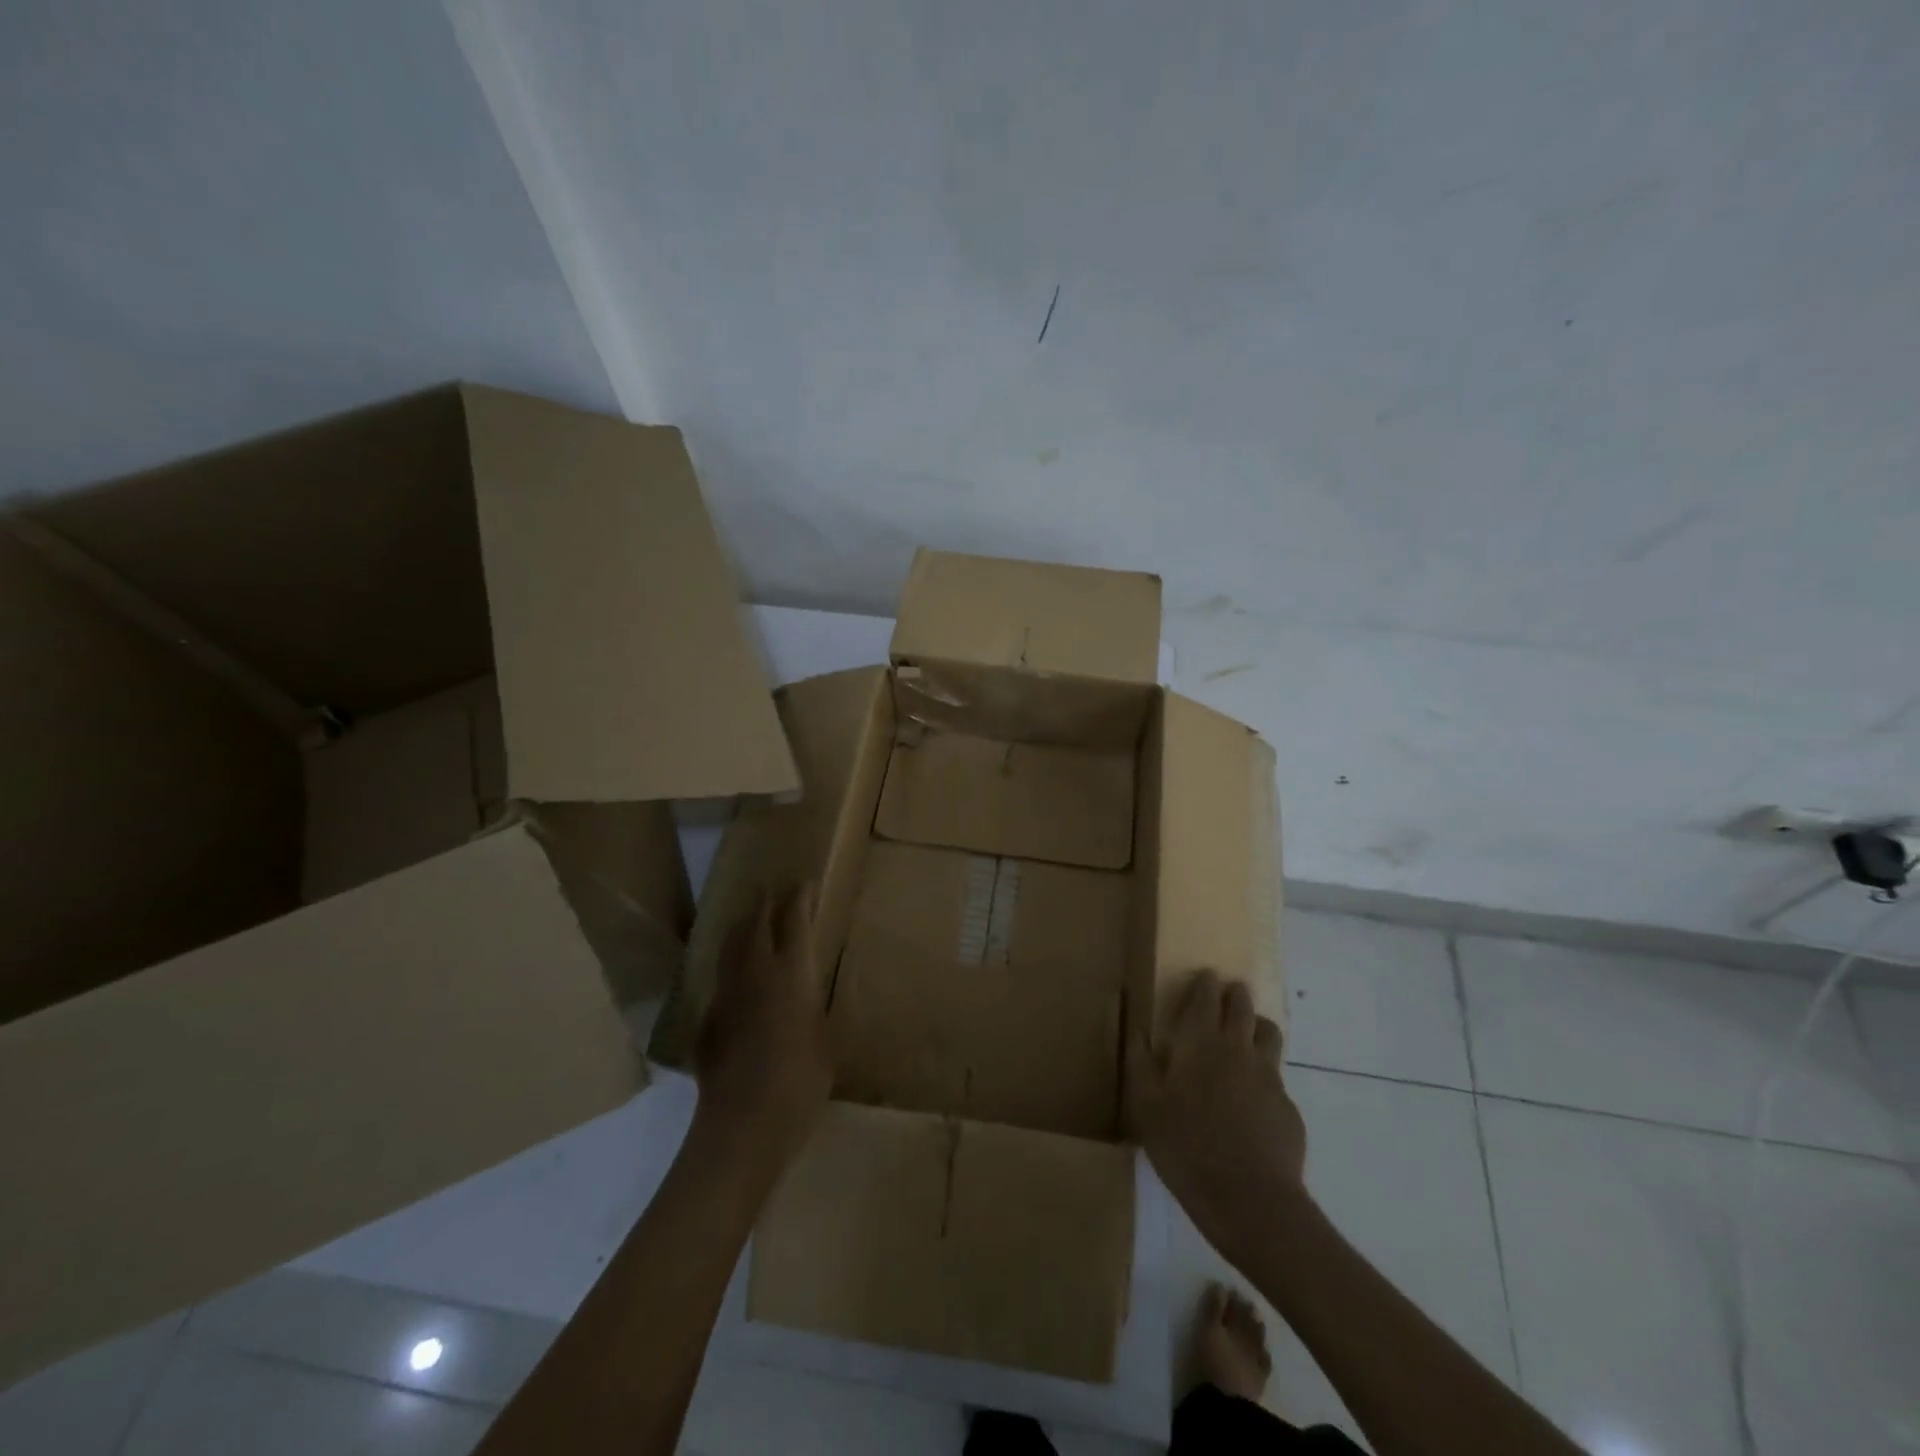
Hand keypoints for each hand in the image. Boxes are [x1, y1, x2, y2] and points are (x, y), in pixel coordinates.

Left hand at [694, 886, 832, 1167]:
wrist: (741, 1129)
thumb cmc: (800, 1085)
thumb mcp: (825, 1040)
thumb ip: (813, 1006)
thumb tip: (805, 991)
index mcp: (791, 973)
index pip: (794, 920)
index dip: (800, 898)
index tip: (806, 884)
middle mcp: (755, 973)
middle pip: (755, 922)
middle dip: (766, 902)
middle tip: (776, 892)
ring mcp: (726, 994)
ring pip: (732, 945)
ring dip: (744, 926)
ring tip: (753, 919)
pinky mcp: (708, 1019)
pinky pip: (722, 977)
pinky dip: (732, 963)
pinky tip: (739, 976)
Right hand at [1130, 970, 1308, 1264]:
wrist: (1250, 1200)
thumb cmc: (1185, 1146)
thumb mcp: (1145, 1105)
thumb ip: (1139, 1061)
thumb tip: (1136, 1027)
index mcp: (1200, 1043)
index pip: (1207, 998)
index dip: (1206, 984)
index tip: (1206, 976)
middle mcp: (1238, 1049)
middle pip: (1243, 1007)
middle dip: (1235, 995)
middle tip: (1229, 993)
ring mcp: (1268, 1078)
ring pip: (1269, 1035)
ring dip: (1257, 1026)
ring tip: (1248, 1034)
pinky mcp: (1288, 1109)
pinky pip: (1276, 1079)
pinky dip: (1264, 1076)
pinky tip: (1253, 1100)